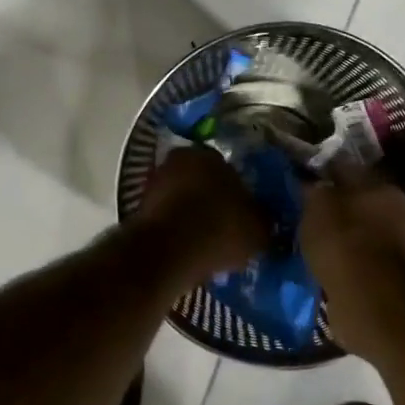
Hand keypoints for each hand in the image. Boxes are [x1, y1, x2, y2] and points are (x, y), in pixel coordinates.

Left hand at [133, 147, 267, 288]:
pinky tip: (187, 248)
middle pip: (200, 180)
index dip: (237, 191)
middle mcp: (177, 160)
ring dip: (190, 214)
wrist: (169, 251)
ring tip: (206, 241)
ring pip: (180, 198)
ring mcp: (154, 183)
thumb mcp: (258, 229)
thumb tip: (265, 221)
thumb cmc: (220, 229)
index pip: (227, 168)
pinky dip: (175, 229)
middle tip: (224, 225)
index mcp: (209, 154)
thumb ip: (263, 220)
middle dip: (210, 199)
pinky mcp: (138, 208)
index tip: (242, 212)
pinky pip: (166, 217)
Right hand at [300, 162, 404, 359]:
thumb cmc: (344, 243)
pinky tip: (324, 267)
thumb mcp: (317, 207)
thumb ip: (313, 190)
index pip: (345, 169)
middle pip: (356, 201)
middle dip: (333, 207)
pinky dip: (345, 263)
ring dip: (339, 237)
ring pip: (359, 232)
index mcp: (380, 186)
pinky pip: (360, 261)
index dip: (321, 172)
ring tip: (310, 244)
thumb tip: (309, 183)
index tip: (298, 180)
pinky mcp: (390, 277)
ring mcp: (397, 245)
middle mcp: (395, 211)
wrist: (374, 301)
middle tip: (303, 215)